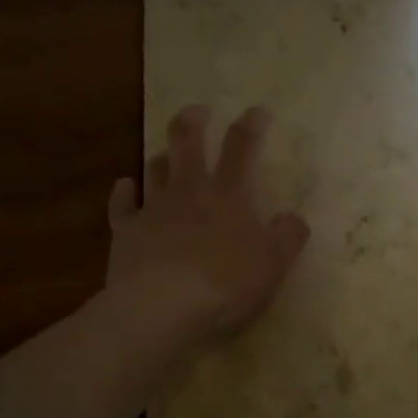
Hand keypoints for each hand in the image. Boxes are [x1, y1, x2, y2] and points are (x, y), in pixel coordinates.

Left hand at [102, 104, 309, 353]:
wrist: (161, 307)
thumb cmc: (224, 283)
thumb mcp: (273, 264)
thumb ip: (288, 237)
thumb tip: (294, 218)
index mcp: (229, 195)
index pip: (241, 148)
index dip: (250, 125)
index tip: (258, 110)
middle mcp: (189, 191)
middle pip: (188, 144)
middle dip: (193, 122)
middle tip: (198, 110)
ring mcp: (154, 209)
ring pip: (155, 169)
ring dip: (163, 156)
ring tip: (168, 152)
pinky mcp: (126, 232)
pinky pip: (122, 205)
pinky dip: (124, 192)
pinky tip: (125, 186)